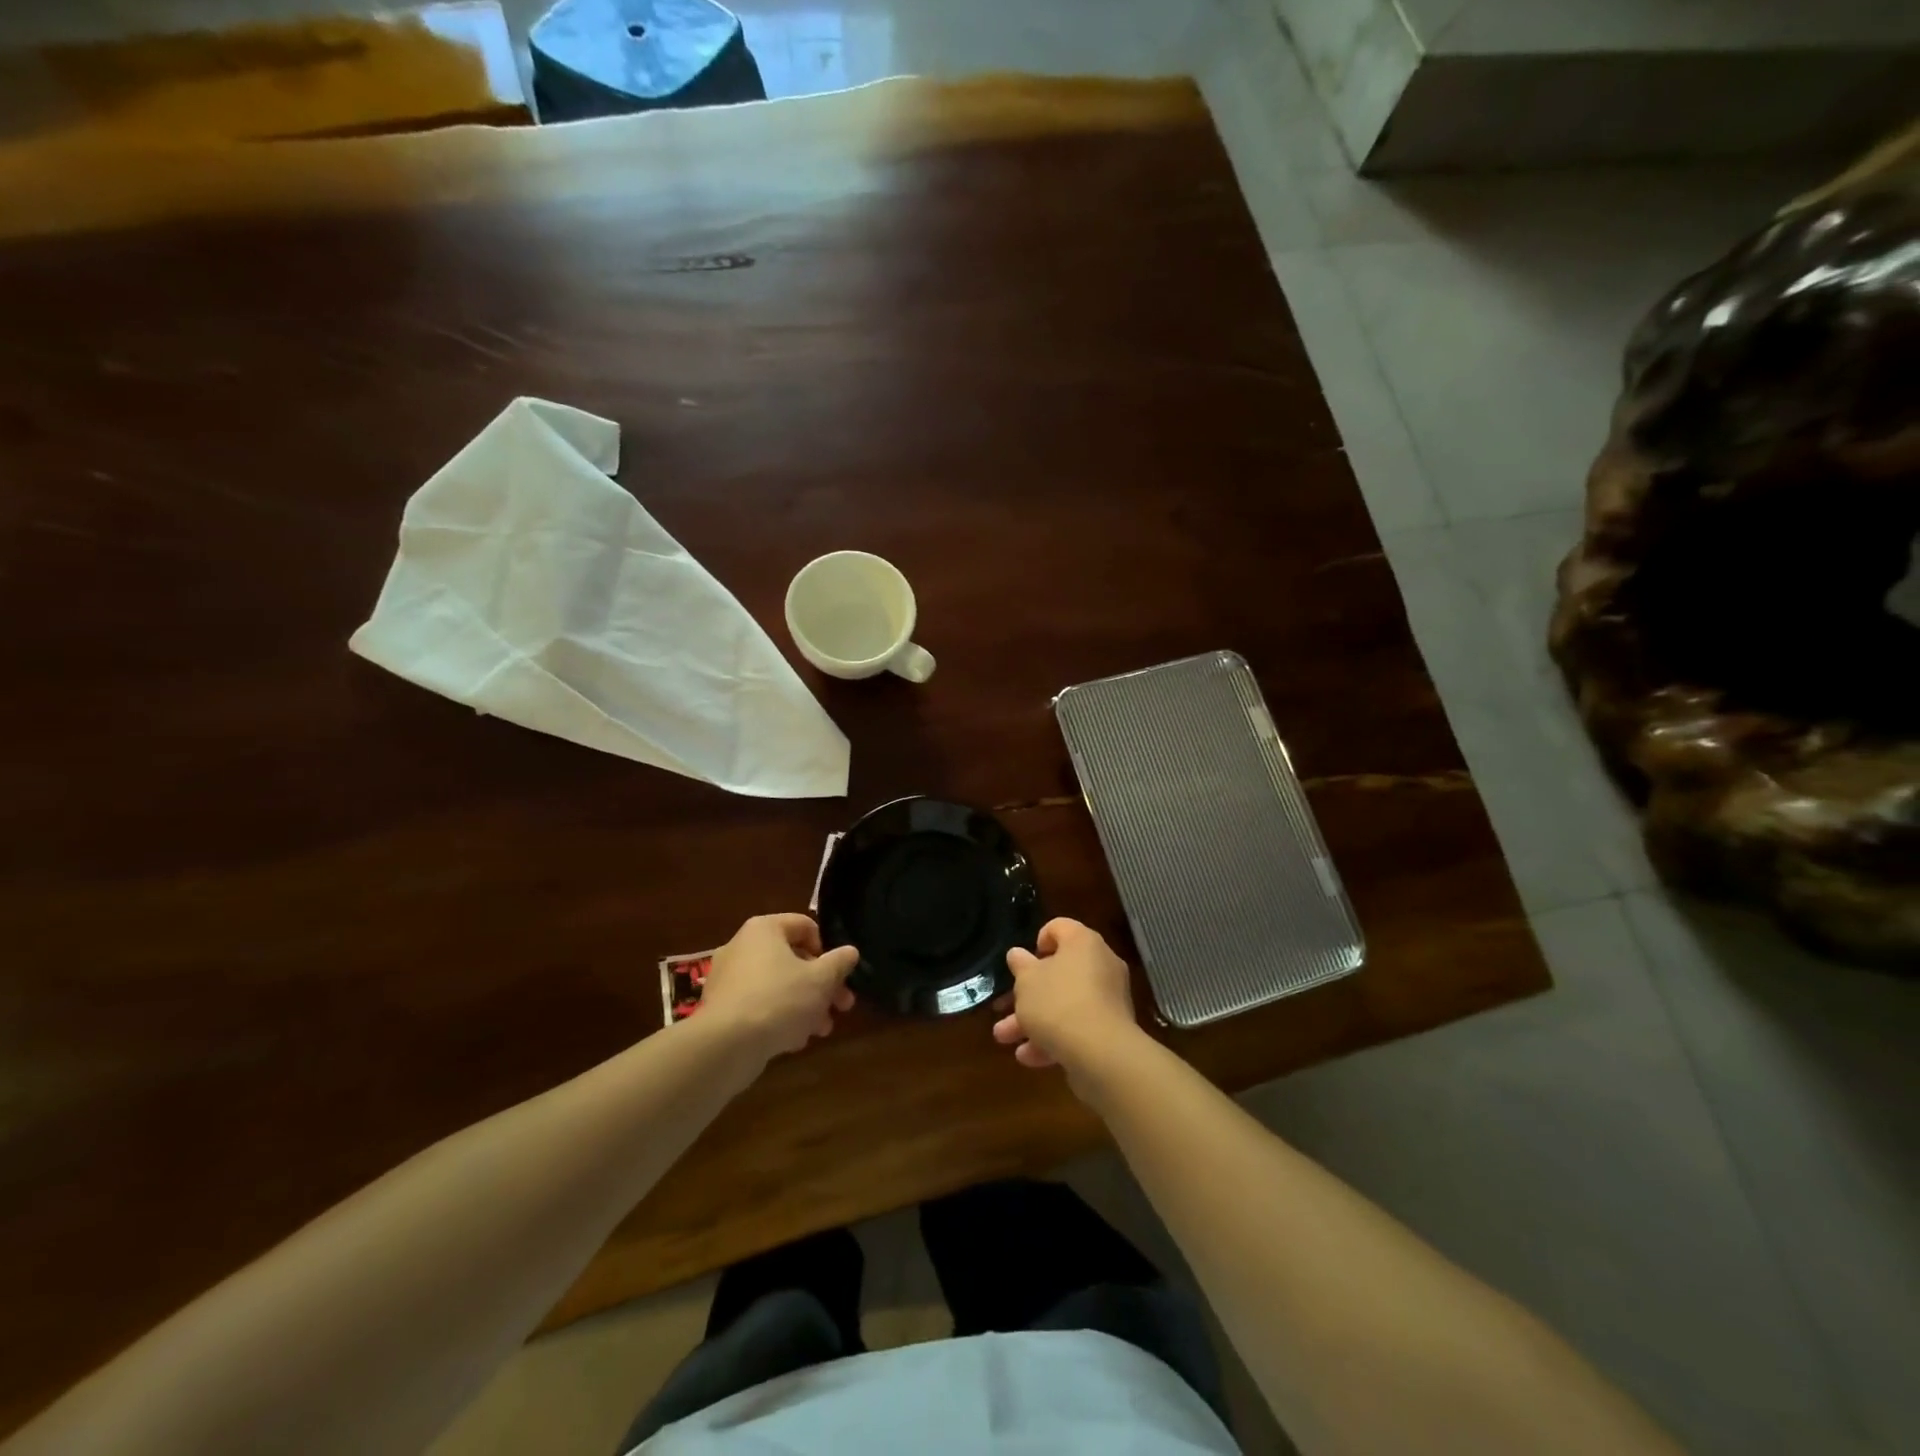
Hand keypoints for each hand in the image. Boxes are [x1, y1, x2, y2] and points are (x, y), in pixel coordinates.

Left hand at [697, 914, 857, 1064]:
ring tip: (822, 1030)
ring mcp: (728, 979)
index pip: (804, 926)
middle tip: (841, 1006)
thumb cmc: (780, 999)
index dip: (827, 948)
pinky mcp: (721, 1009)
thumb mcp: (820, 980)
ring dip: (805, 1005)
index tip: (838, 974)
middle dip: (821, 985)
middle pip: (792, 959)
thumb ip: (839, 963)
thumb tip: (850, 952)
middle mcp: (742, 947)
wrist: (726, 1046)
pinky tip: (794, 1040)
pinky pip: (758, 1005)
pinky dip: (779, 1017)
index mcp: (764, 929)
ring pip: (777, 985)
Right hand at [992, 918, 1138, 1077]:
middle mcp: (1101, 965)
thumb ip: (1020, 966)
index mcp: (1083, 943)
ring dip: (1033, 1021)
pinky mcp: (1111, 1030)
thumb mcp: (1027, 981)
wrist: (1100, 1053)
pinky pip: (1078, 1027)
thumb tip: (1017, 954)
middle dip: (1027, 994)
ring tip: (1005, 1039)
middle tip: (1003, 1007)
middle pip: (1058, 972)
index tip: (1023, 962)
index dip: (1038, 940)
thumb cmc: (1058, 1003)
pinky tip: (1029, 1058)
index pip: (1059, 928)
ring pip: (1064, 1004)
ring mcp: (1108, 999)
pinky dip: (1054, 1039)